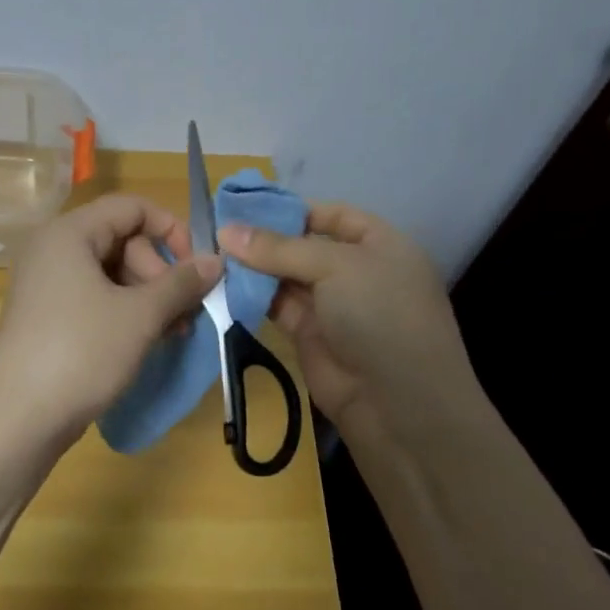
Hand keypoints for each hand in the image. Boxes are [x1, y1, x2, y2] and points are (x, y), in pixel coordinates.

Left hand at [0, 195, 221, 452]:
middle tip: (183, 312)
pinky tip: (147, 340)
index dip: (171, 230)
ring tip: (173, 332)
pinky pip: (94, 298)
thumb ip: (181, 283)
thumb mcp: (140, 316)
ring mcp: (46, 285)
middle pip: (122, 240)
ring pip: (111, 273)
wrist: (17, 419)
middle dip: (160, 273)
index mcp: (69, 233)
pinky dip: (124, 312)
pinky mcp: (46, 316)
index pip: (131, 207)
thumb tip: (217, 260)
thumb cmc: (81, 353)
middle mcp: (53, 250)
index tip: (197, 268)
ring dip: (148, 297)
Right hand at [220, 203, 477, 449]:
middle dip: (265, 239)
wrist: (398, 404)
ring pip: (287, 277)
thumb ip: (279, 248)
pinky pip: (277, 307)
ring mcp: (334, 306)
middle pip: (304, 246)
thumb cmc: (380, 314)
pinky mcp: (310, 336)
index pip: (334, 215)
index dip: (293, 209)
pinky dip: (253, 297)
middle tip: (216, 229)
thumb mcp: (335, 267)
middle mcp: (357, 271)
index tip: (246, 205)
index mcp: (380, 245)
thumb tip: (226, 231)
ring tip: (211, 254)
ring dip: (254, 268)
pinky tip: (222, 285)